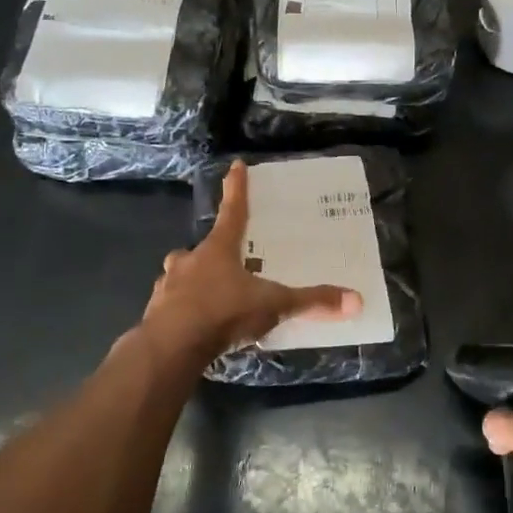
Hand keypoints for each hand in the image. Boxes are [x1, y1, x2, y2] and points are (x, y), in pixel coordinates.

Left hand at [141, 160, 361, 358]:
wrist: (170, 347)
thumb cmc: (223, 312)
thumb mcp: (273, 306)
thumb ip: (311, 302)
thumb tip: (356, 300)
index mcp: (218, 250)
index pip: (233, 211)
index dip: (237, 189)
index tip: (235, 165)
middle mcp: (190, 261)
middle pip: (202, 249)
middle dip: (211, 253)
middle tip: (226, 263)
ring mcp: (168, 286)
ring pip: (182, 277)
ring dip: (194, 283)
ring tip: (212, 299)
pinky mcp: (156, 314)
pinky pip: (173, 306)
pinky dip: (184, 311)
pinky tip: (196, 327)